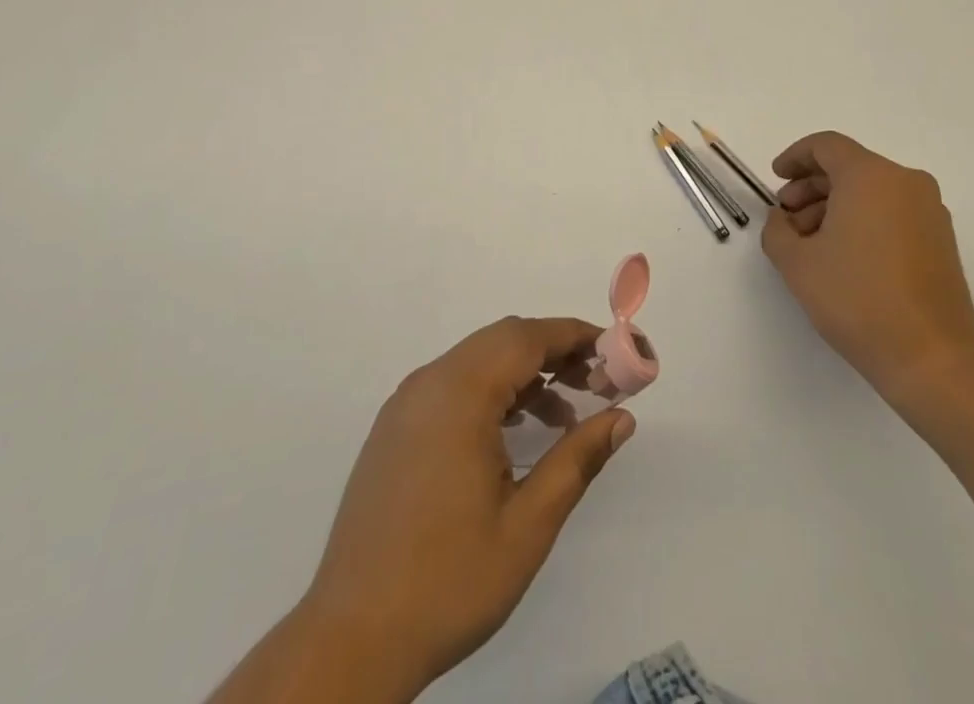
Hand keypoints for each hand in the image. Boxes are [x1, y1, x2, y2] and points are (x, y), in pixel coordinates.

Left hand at [299, 317, 634, 701]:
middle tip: (596, 383)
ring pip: (476, 361)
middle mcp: (429, 382)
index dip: (575, 336)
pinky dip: (490, 391)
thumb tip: (622, 417)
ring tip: (563, 416)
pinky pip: (452, 386)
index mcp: (460, 393)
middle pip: (502, 340)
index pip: (528, 337)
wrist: (351, 638)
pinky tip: (512, 434)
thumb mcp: (528, 525)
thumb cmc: (448, 581)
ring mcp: (406, 404)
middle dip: (553, 352)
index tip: (615, 350)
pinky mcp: (393, 429)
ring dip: (523, 373)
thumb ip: (577, 460)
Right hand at [761, 131, 973, 421]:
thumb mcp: (797, 263)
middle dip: (811, 187)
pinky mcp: (941, 239)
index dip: (794, 157)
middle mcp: (905, 182)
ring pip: (871, 191)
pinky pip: (892, 211)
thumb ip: (777, 230)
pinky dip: (863, 220)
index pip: (826, 145)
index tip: (775, 178)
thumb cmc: (858, 299)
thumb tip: (782, 218)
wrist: (932, 358)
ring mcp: (929, 210)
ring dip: (835, 206)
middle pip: (849, 167)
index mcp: (870, 175)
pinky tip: (843, 256)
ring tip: (810, 244)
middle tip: (787, 217)